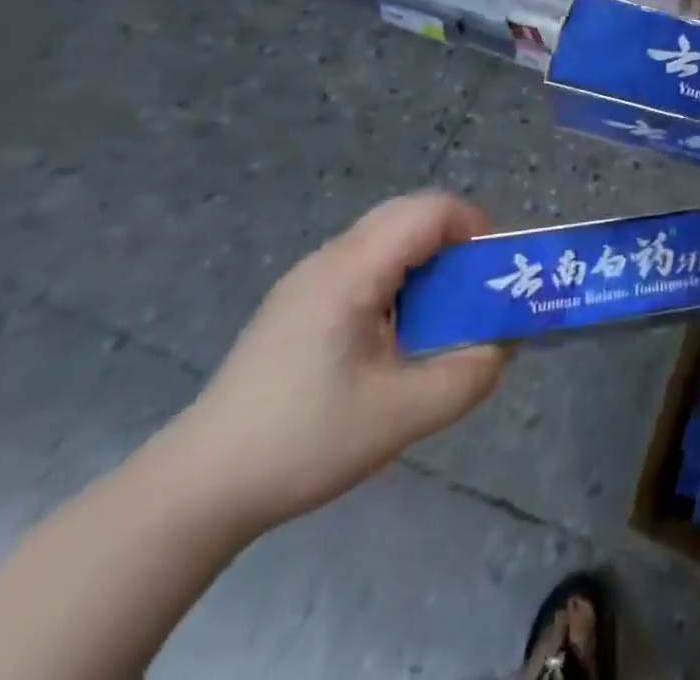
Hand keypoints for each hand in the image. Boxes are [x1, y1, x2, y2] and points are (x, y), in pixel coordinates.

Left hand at [158, 192, 507, 533]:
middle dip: (457, 240)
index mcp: (352, 270)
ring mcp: (309, 280)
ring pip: (387, 238)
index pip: (429, 210)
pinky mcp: (298, 304)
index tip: (499, 267)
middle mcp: (330, 259)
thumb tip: (503, 347)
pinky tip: (400, 332)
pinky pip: (365, 264)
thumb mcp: (400, 416)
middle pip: (409, 215)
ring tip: (448, 310)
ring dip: (429, 260)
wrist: (196, 489)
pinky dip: (402, 278)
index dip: (476, 226)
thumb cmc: (301, 441)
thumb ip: (467, 376)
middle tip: (480, 285)